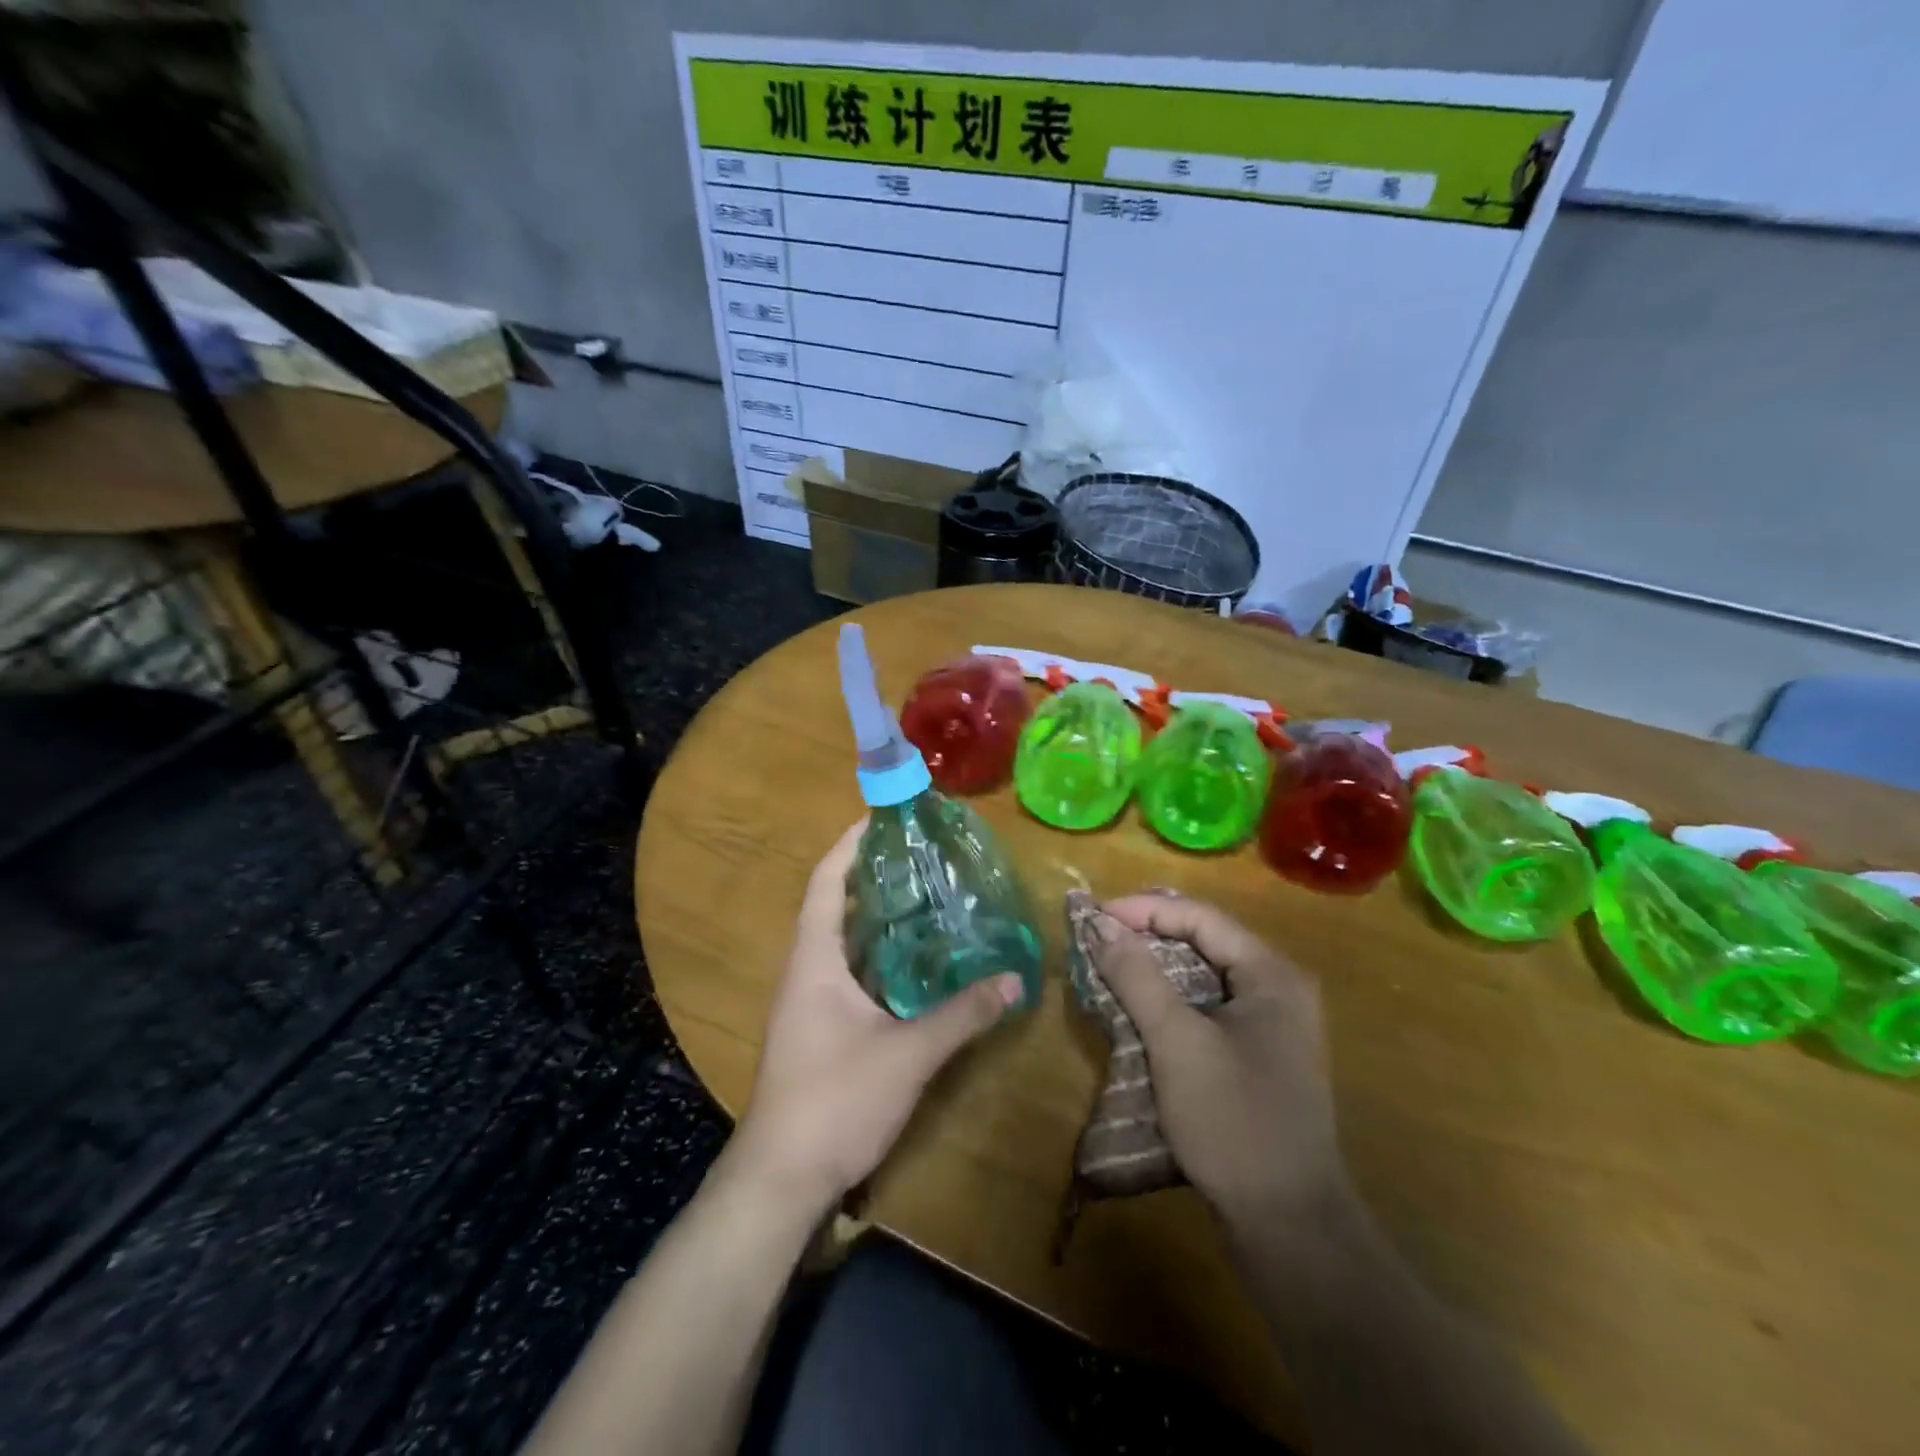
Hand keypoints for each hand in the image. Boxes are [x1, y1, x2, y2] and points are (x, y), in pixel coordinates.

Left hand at [729, 819, 1024, 1213]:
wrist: (781, 1180)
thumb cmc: (835, 1101)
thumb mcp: (907, 1054)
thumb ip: (962, 1014)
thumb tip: (1014, 979)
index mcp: (814, 959)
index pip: (825, 881)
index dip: (849, 844)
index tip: (882, 816)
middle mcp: (805, 971)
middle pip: (833, 904)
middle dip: (872, 875)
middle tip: (922, 855)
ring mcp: (808, 1002)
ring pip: (842, 942)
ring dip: (876, 916)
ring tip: (926, 895)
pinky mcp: (818, 1028)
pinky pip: (849, 973)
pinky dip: (878, 955)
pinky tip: (915, 961)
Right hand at [1092, 893, 1346, 1230]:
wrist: (1290, 1224)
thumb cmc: (1233, 1121)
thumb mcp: (1177, 1042)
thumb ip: (1137, 977)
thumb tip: (1099, 925)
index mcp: (1271, 974)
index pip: (1200, 918)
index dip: (1143, 910)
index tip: (1094, 918)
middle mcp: (1279, 988)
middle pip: (1204, 941)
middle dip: (1148, 934)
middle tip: (1098, 938)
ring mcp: (1272, 1025)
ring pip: (1204, 975)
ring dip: (1156, 968)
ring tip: (1110, 965)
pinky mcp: (1259, 1055)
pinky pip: (1208, 1007)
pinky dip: (1171, 1000)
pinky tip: (1140, 1009)